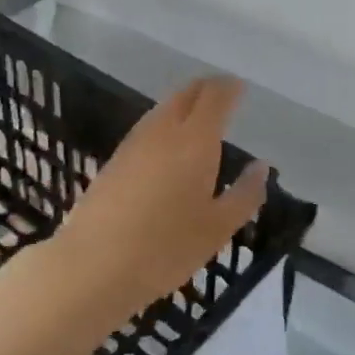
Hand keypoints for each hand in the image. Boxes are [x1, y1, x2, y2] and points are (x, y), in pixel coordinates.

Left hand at [47, 77, 269, 324]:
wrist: (93, 267)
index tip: (240, 87)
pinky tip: (167, 145)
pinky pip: (146, 128)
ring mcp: (133, 144)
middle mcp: (163, 131)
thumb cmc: (165, 248)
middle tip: (222, 94)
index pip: (214, 97)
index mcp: (195, 140)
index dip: (229, 87)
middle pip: (186, 94)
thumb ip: (244, 194)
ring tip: (198, 116)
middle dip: (206, 89)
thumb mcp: (218, 228)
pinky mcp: (113, 161)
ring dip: (183, 104)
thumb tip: (261, 167)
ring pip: (162, 109)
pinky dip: (164, 123)